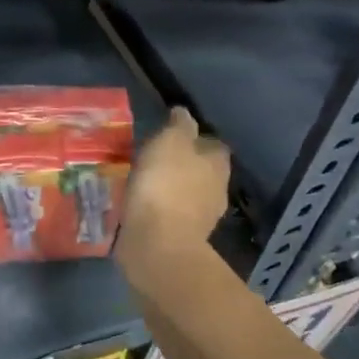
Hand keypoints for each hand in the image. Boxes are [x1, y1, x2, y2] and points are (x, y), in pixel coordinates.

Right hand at [118, 107, 229, 278]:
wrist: (158, 246)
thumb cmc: (166, 187)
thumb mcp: (170, 143)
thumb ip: (179, 126)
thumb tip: (184, 113)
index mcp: (217, 164)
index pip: (213, 144)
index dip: (195, 138)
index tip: (172, 136)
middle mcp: (217, 190)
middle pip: (202, 171)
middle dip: (183, 165)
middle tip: (154, 159)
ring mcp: (201, 218)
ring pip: (186, 195)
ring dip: (170, 189)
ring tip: (143, 183)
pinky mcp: (181, 239)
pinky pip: (170, 217)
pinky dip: (159, 210)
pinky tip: (140, 207)